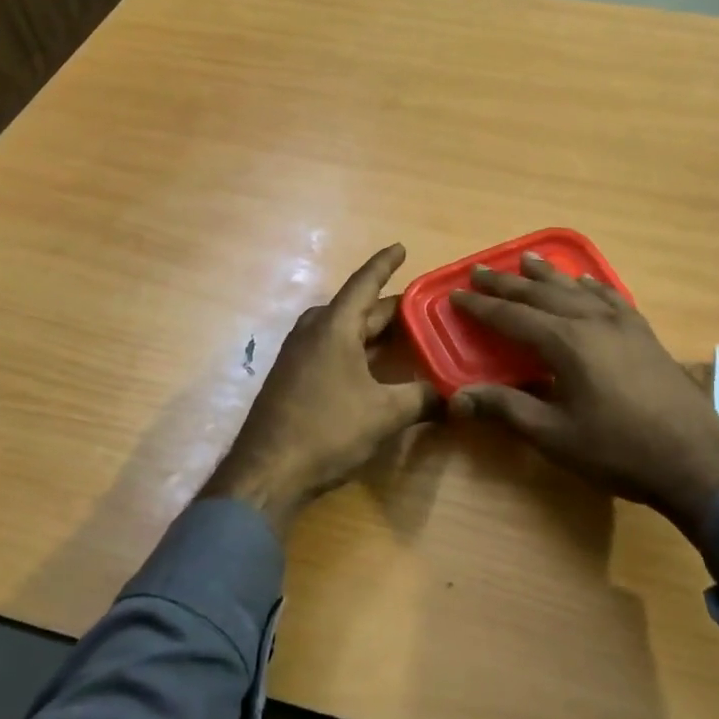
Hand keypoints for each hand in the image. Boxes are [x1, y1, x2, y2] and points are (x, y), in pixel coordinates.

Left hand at [202, 244, 437, 537]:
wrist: (266, 471)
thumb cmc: (327, 429)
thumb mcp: (385, 414)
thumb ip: (422, 399)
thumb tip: (452, 398)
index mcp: (334, 326)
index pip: (364, 283)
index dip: (385, 264)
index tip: (401, 247)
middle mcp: (314, 331)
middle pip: (357, 308)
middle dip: (389, 307)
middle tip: (422, 306)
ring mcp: (298, 355)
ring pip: (343, 330)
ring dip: (371, 330)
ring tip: (403, 333)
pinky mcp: (293, 378)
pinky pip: (331, 349)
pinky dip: (356, 349)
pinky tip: (373, 366)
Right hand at [448, 253, 718, 542]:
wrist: (695, 461)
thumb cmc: (618, 451)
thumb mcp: (554, 436)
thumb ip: (506, 409)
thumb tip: (458, 398)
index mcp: (566, 344)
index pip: (512, 317)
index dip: (481, 306)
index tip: (455, 294)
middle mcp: (592, 322)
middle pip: (541, 294)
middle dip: (507, 283)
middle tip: (480, 271)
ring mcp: (623, 325)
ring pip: (577, 289)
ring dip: (548, 275)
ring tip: (527, 260)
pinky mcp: (644, 334)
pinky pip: (611, 298)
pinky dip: (591, 286)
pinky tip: (586, 282)